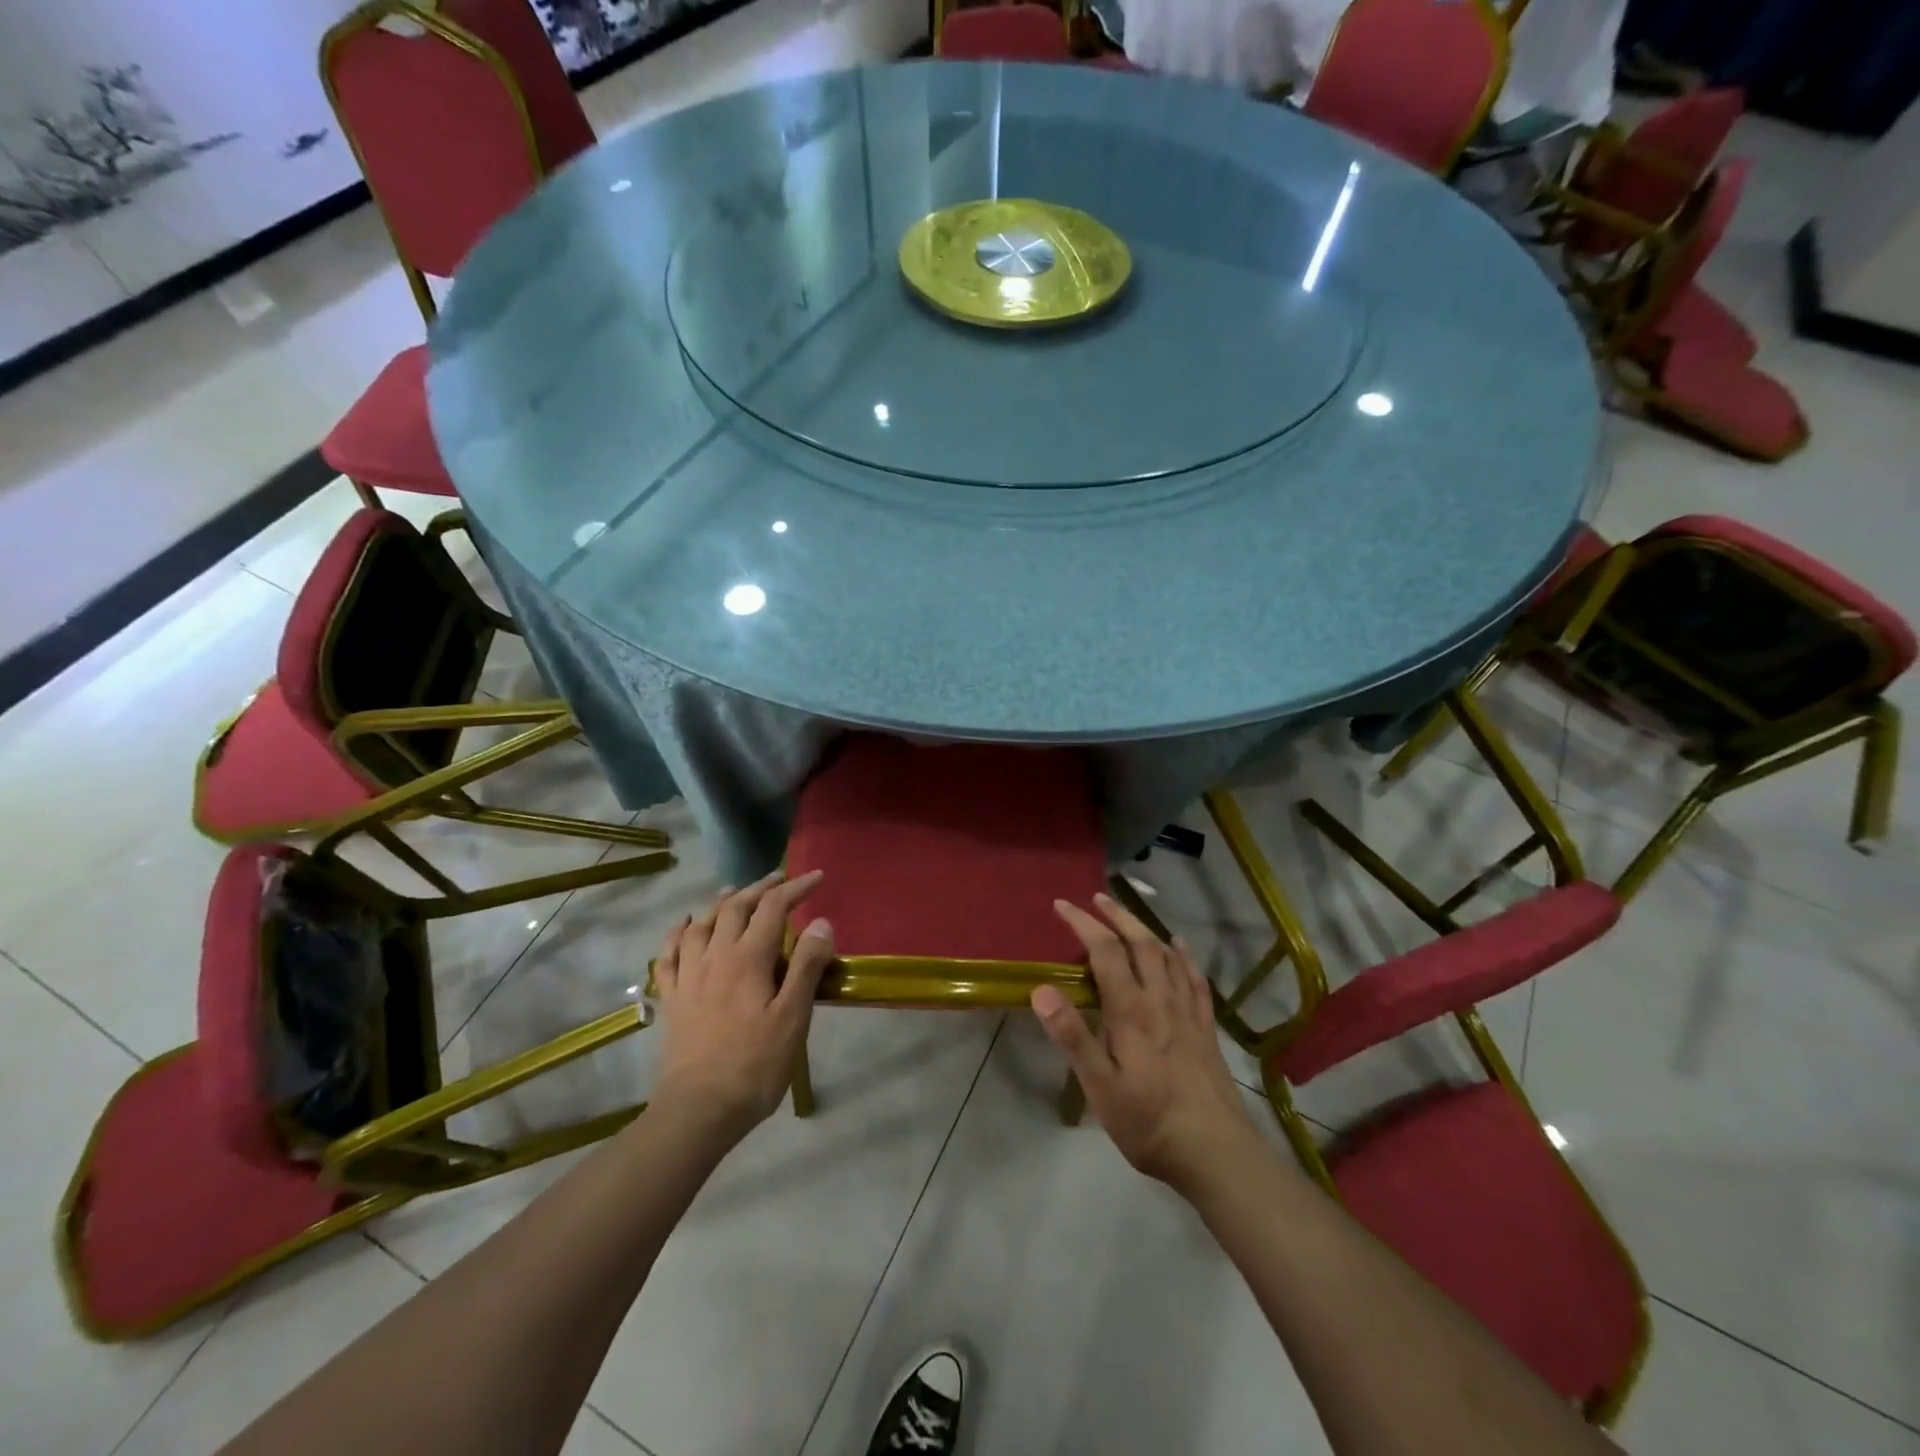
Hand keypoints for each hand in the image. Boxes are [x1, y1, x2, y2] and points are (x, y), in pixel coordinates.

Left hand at [651, 871, 834, 1139]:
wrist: (698, 1110)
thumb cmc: (754, 1065)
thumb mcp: (793, 1018)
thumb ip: (805, 966)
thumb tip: (820, 922)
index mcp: (748, 959)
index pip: (773, 908)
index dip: (795, 888)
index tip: (817, 877)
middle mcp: (715, 957)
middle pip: (736, 908)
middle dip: (760, 888)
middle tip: (779, 879)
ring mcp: (688, 976)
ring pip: (702, 924)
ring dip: (721, 902)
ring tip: (733, 892)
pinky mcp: (672, 998)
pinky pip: (669, 954)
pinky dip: (679, 932)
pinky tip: (685, 926)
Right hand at [1033, 893, 1260, 1193]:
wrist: (1216, 1151)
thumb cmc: (1149, 1122)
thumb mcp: (1100, 1087)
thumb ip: (1073, 1037)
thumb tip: (1042, 991)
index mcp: (1131, 1010)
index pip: (1105, 951)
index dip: (1083, 923)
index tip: (1062, 905)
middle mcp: (1161, 1000)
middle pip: (1140, 942)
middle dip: (1116, 915)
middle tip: (1096, 898)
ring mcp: (1188, 1012)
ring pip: (1167, 955)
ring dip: (1145, 928)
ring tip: (1129, 915)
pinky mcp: (1205, 1028)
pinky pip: (1195, 979)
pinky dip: (1183, 956)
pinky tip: (1179, 947)